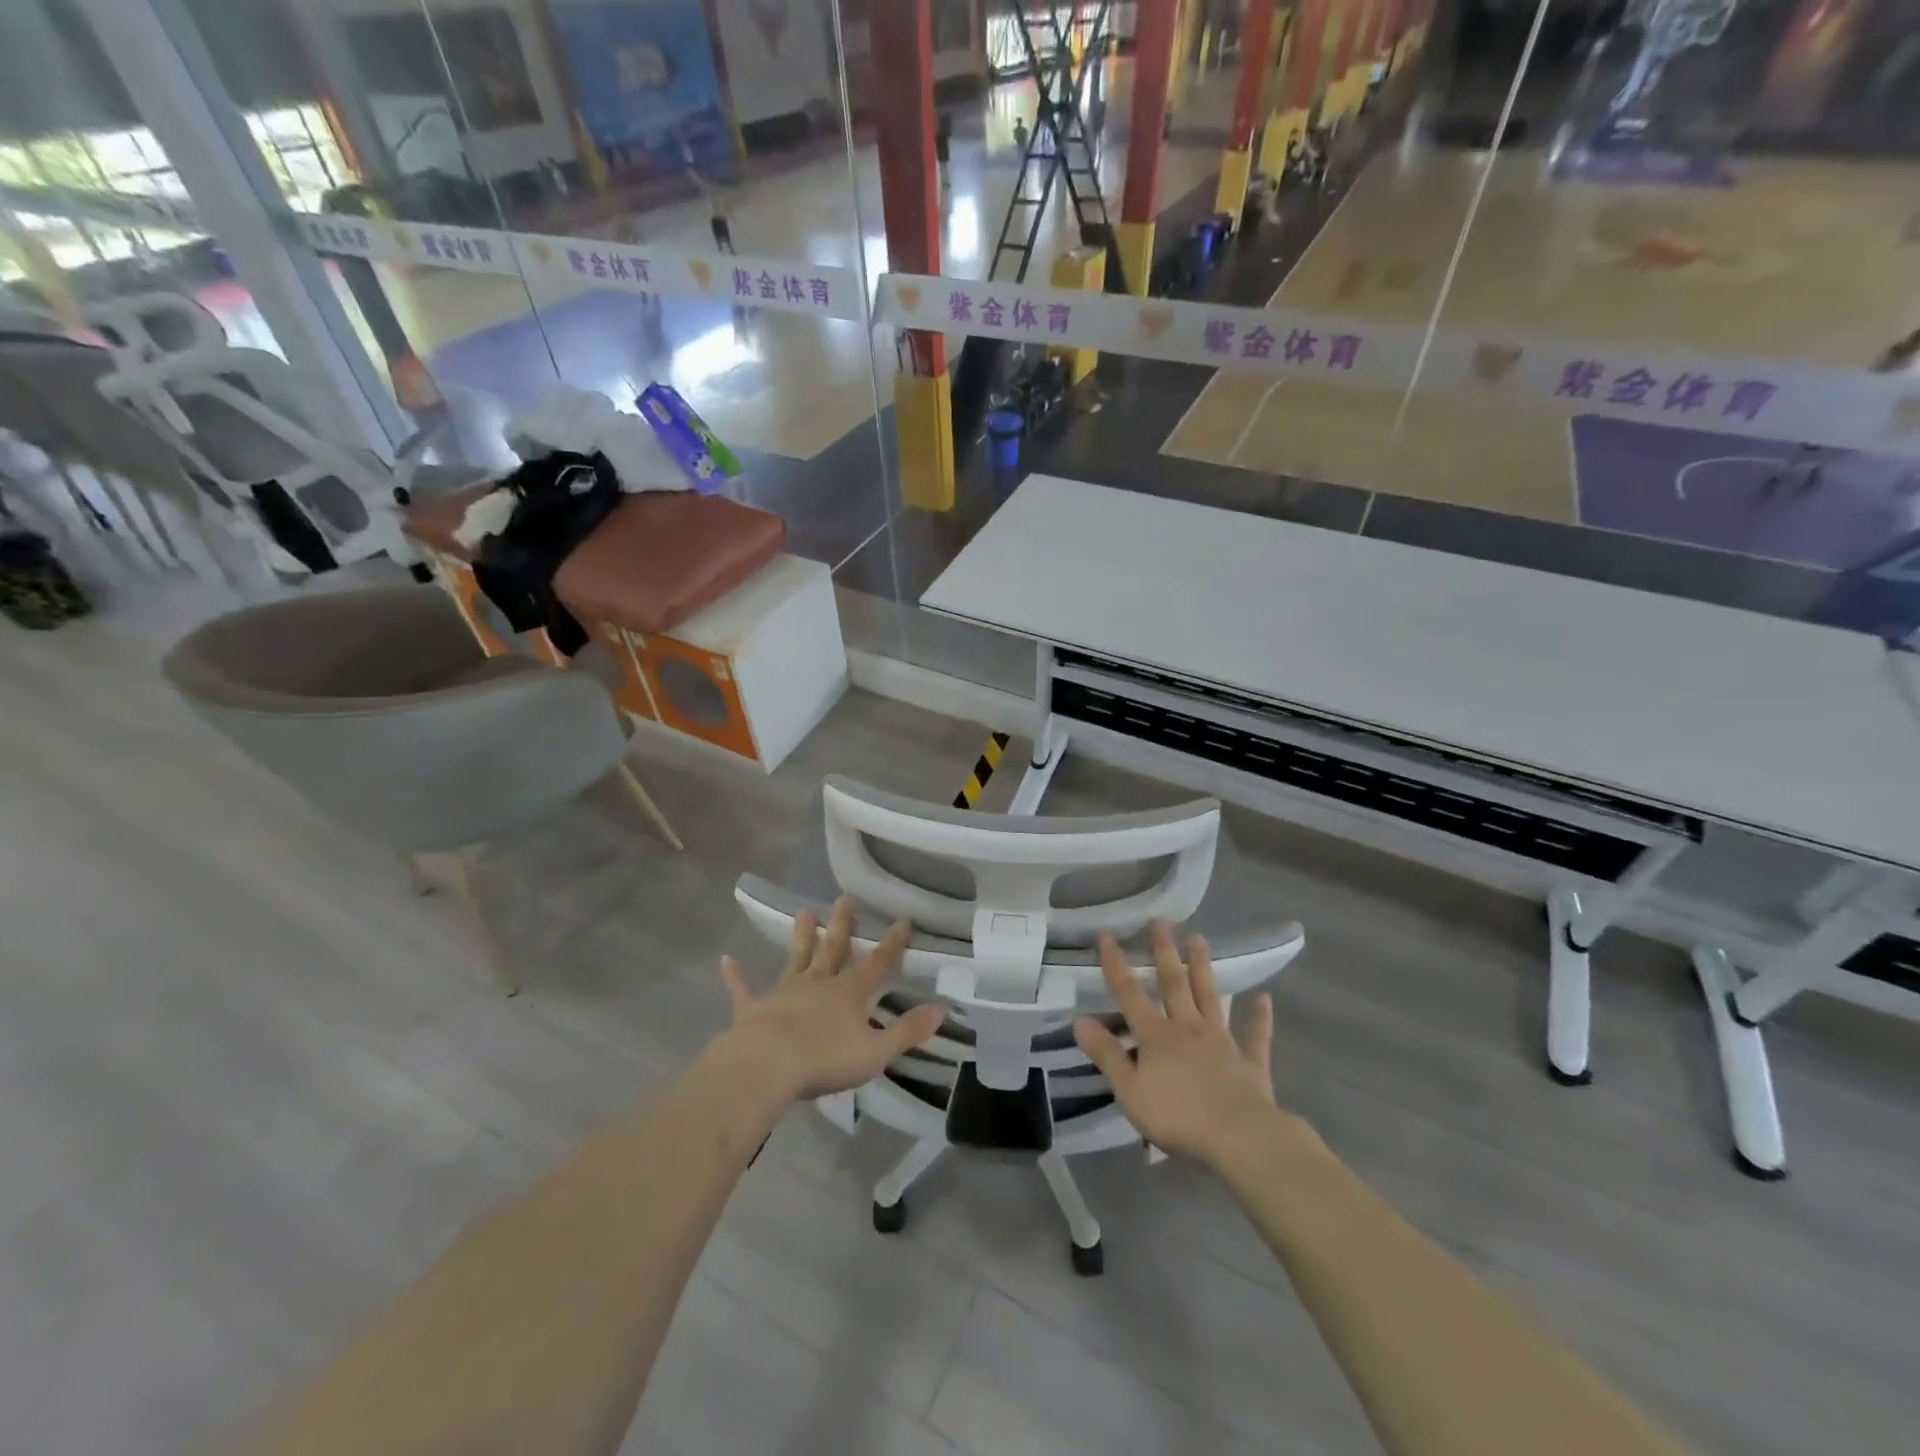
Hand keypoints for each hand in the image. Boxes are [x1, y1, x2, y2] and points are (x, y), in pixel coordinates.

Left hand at [717, 898, 945, 1104]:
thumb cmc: (825, 1060)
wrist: (767, 1066)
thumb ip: (907, 1031)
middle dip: (842, 925)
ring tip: (804, 912)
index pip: (877, 963)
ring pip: (796, 959)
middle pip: (833, 950)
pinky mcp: (753, 1008)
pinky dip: (736, 976)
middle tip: (844, 899)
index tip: (902, 919)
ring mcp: (784, 993)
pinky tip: (727, 961)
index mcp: (849, 994)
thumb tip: (941, 1009)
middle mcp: (818, 984)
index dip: (892, 943)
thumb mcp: (876, 1051)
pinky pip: (744, 990)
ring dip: (801, 937)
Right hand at [1073, 921, 1278, 1168]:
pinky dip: (1259, 1017)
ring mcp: (1222, 1042)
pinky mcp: (1251, 1062)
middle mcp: (1188, 1028)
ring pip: (1210, 998)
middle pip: (1174, 984)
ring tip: (1199, 939)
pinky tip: (1264, 998)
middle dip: (1165, 952)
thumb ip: (1107, 1054)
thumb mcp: (1130, 1090)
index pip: (1129, 994)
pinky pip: (1256, 1035)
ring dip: (1203, 969)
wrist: (1240, 1138)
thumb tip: (1079, 1019)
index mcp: (1156, 1036)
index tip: (1108, 935)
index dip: (1116, 965)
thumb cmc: (1177, 1116)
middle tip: (1162, 922)